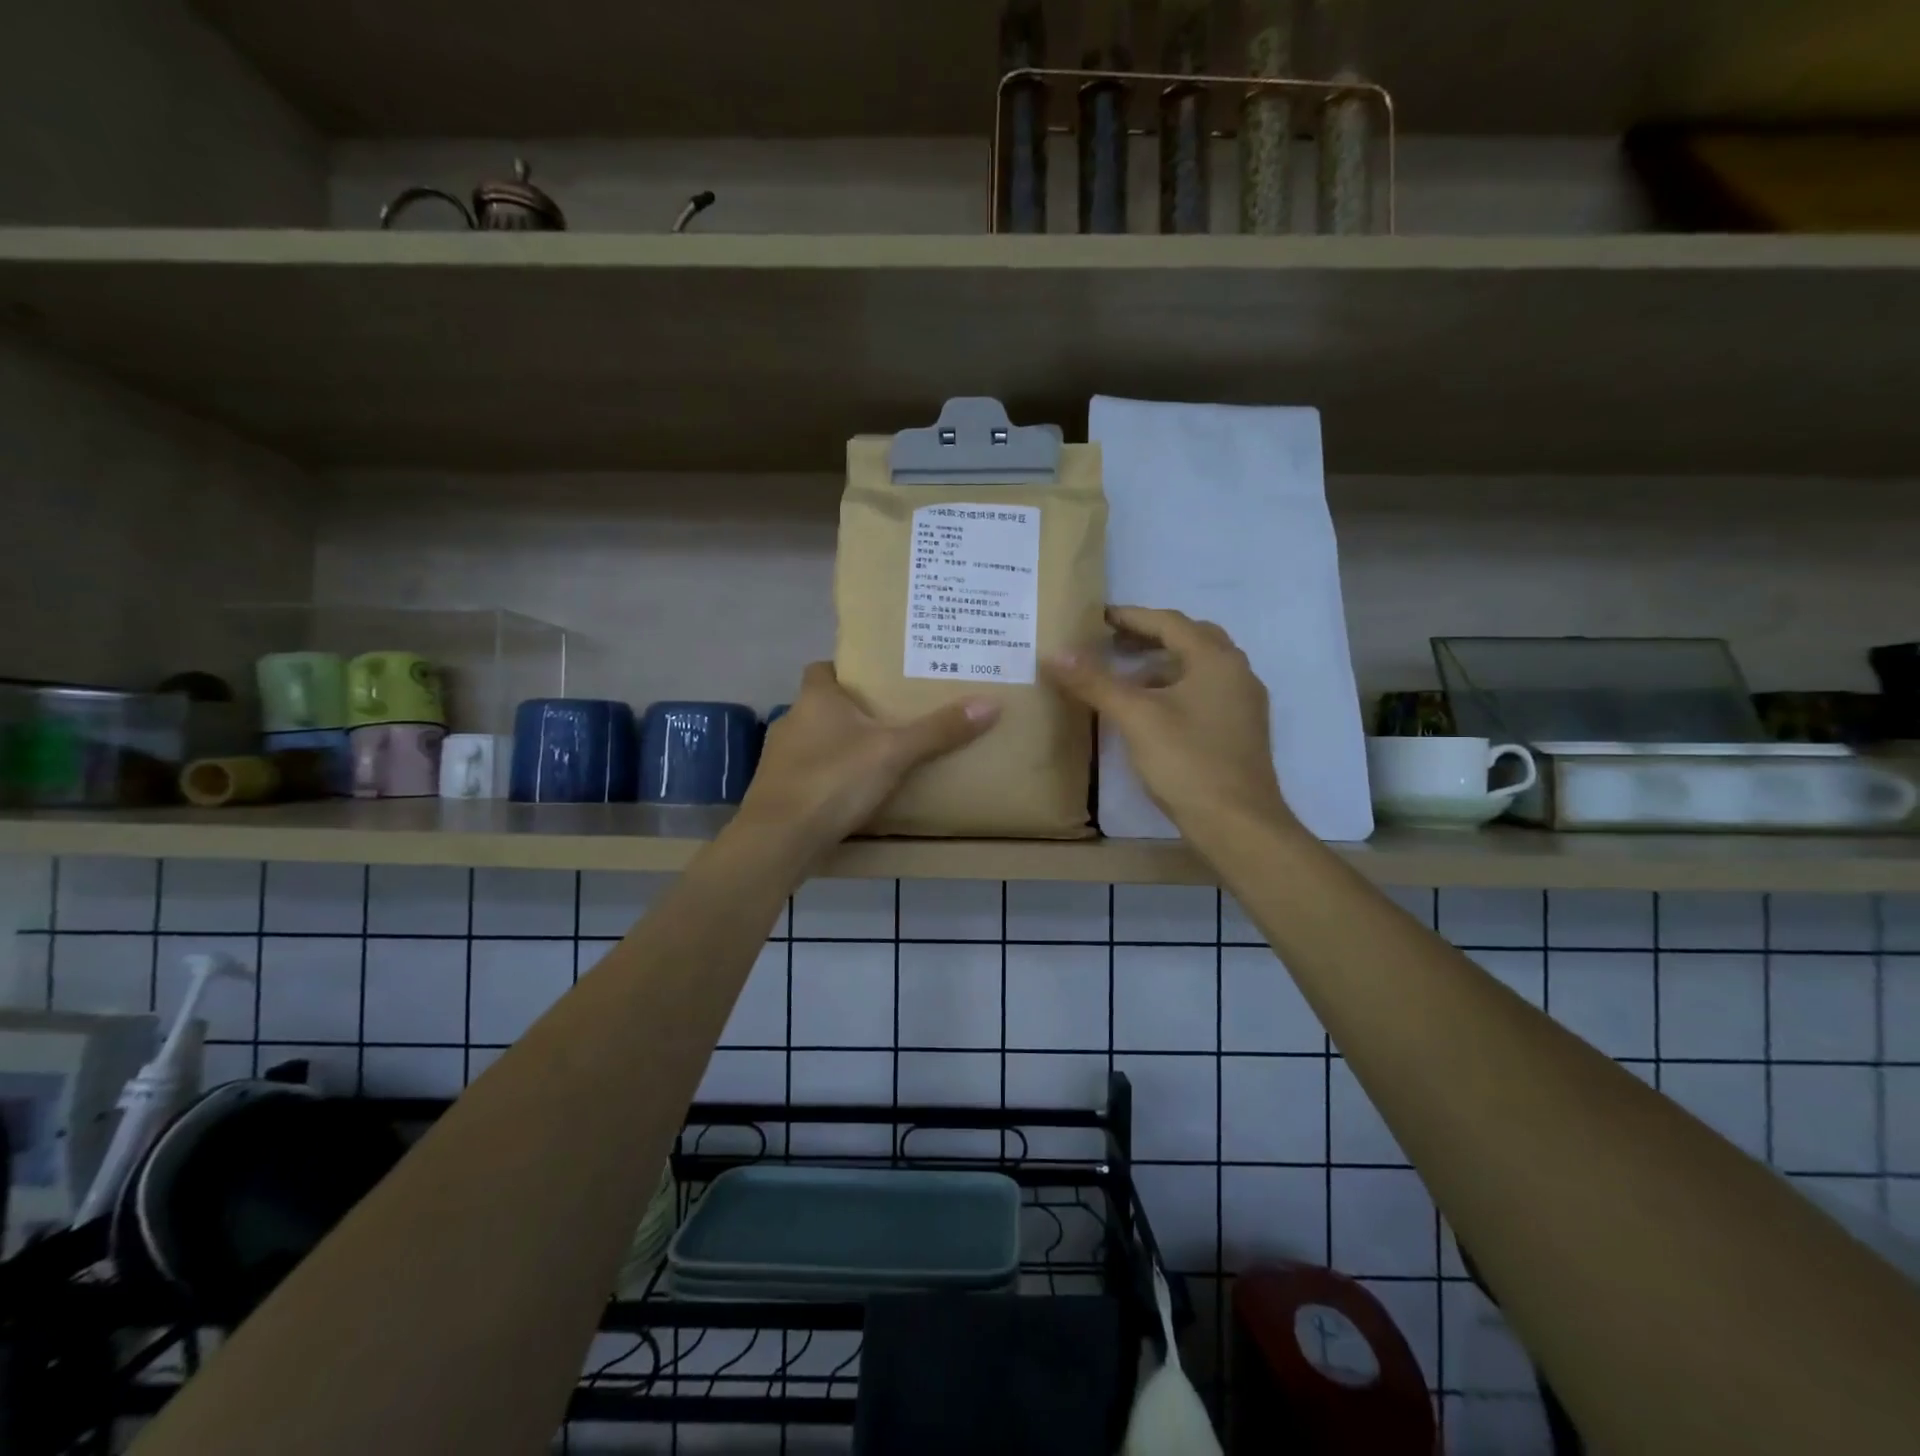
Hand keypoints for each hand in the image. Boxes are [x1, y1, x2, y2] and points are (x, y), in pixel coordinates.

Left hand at [733, 662, 998, 850]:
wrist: (779, 841)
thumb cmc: (833, 780)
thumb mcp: (894, 752)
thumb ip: (939, 730)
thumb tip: (990, 703)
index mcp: (815, 699)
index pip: (823, 668)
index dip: (847, 670)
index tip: (878, 680)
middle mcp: (792, 721)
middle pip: (824, 706)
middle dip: (854, 711)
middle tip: (895, 718)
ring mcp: (780, 760)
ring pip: (817, 742)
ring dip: (842, 747)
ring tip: (882, 756)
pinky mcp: (779, 793)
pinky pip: (811, 774)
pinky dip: (831, 778)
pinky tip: (856, 793)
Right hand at [1045, 606, 1297, 837]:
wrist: (1238, 823)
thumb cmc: (1187, 762)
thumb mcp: (1135, 718)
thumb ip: (1095, 682)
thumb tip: (1055, 653)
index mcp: (1215, 659)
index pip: (1169, 622)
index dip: (1131, 617)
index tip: (1098, 617)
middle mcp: (1237, 672)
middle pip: (1190, 639)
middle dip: (1150, 637)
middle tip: (1113, 642)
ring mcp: (1244, 703)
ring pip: (1200, 668)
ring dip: (1164, 664)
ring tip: (1126, 678)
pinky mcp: (1241, 730)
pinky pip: (1206, 692)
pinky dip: (1177, 688)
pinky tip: (1153, 712)